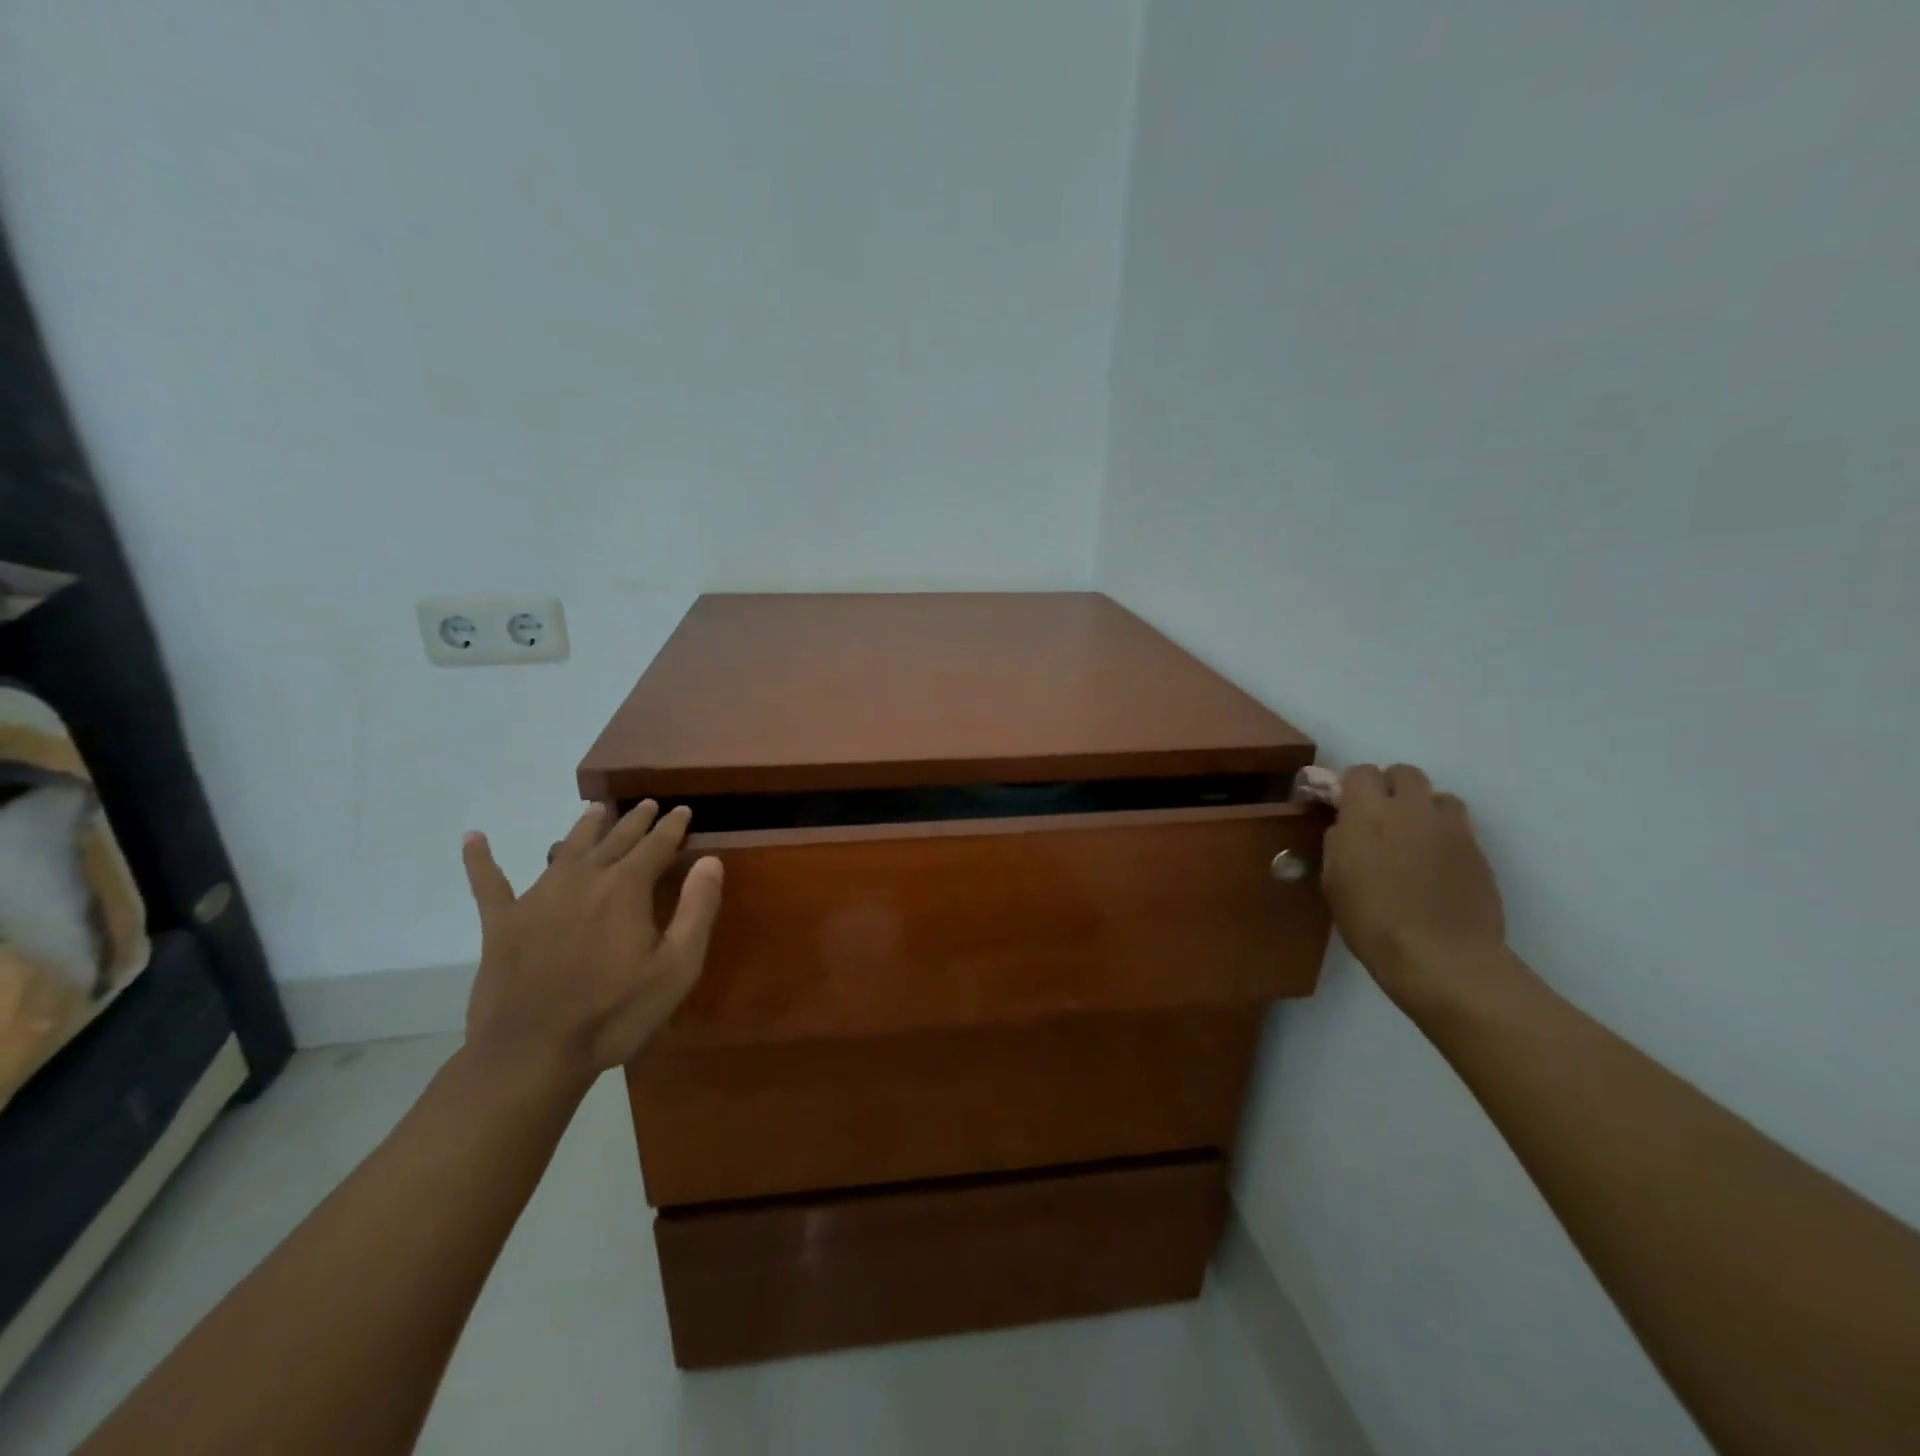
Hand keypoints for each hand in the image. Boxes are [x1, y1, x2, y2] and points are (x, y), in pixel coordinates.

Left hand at [459, 801, 722, 1092]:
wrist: (532, 1054)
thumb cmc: (615, 1013)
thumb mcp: (677, 967)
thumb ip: (697, 909)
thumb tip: (711, 860)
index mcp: (626, 887)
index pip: (656, 844)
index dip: (672, 826)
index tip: (682, 810)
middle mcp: (583, 878)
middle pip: (614, 838)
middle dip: (635, 819)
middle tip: (648, 804)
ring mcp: (537, 896)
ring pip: (566, 848)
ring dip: (585, 826)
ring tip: (596, 809)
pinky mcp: (501, 921)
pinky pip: (489, 882)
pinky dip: (480, 859)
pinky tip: (473, 838)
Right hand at [1322, 764, 1513, 1010]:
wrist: (1440, 958)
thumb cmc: (1372, 921)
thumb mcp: (1334, 880)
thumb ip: (1339, 842)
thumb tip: (1347, 827)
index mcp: (1368, 813)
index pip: (1361, 772)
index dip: (1352, 786)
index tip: (1347, 807)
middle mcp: (1411, 809)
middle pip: (1405, 773)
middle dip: (1391, 787)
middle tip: (1382, 818)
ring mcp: (1451, 828)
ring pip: (1439, 796)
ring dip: (1423, 808)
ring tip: (1414, 838)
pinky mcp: (1478, 850)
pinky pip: (1458, 827)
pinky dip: (1444, 835)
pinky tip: (1435, 865)